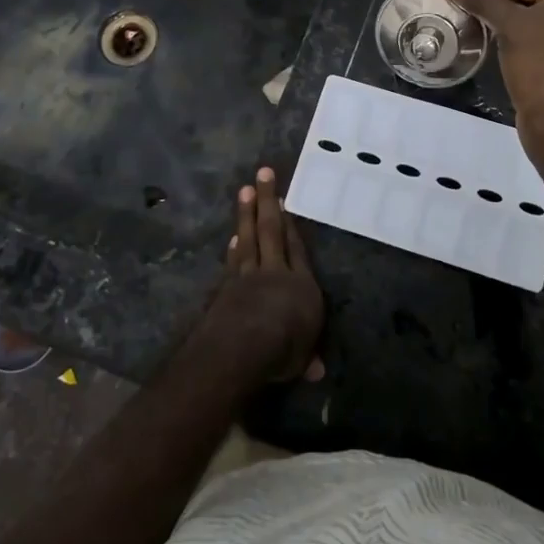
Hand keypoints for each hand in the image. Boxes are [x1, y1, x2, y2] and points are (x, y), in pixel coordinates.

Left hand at [202, 168, 324, 382]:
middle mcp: (276, 273)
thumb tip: (316, 371)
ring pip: (249, 238)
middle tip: (263, 172)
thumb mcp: (300, 358)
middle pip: (272, 230)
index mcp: (302, 286)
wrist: (243, 345)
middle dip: (268, 200)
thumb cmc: (283, 349)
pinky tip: (233, 237)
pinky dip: (234, 247)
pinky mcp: (227, 286)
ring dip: (246, 214)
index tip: (285, 202)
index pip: (298, 249)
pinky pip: (234, 260)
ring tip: (245, 190)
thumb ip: (306, 357)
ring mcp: (248, 276)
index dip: (293, 226)